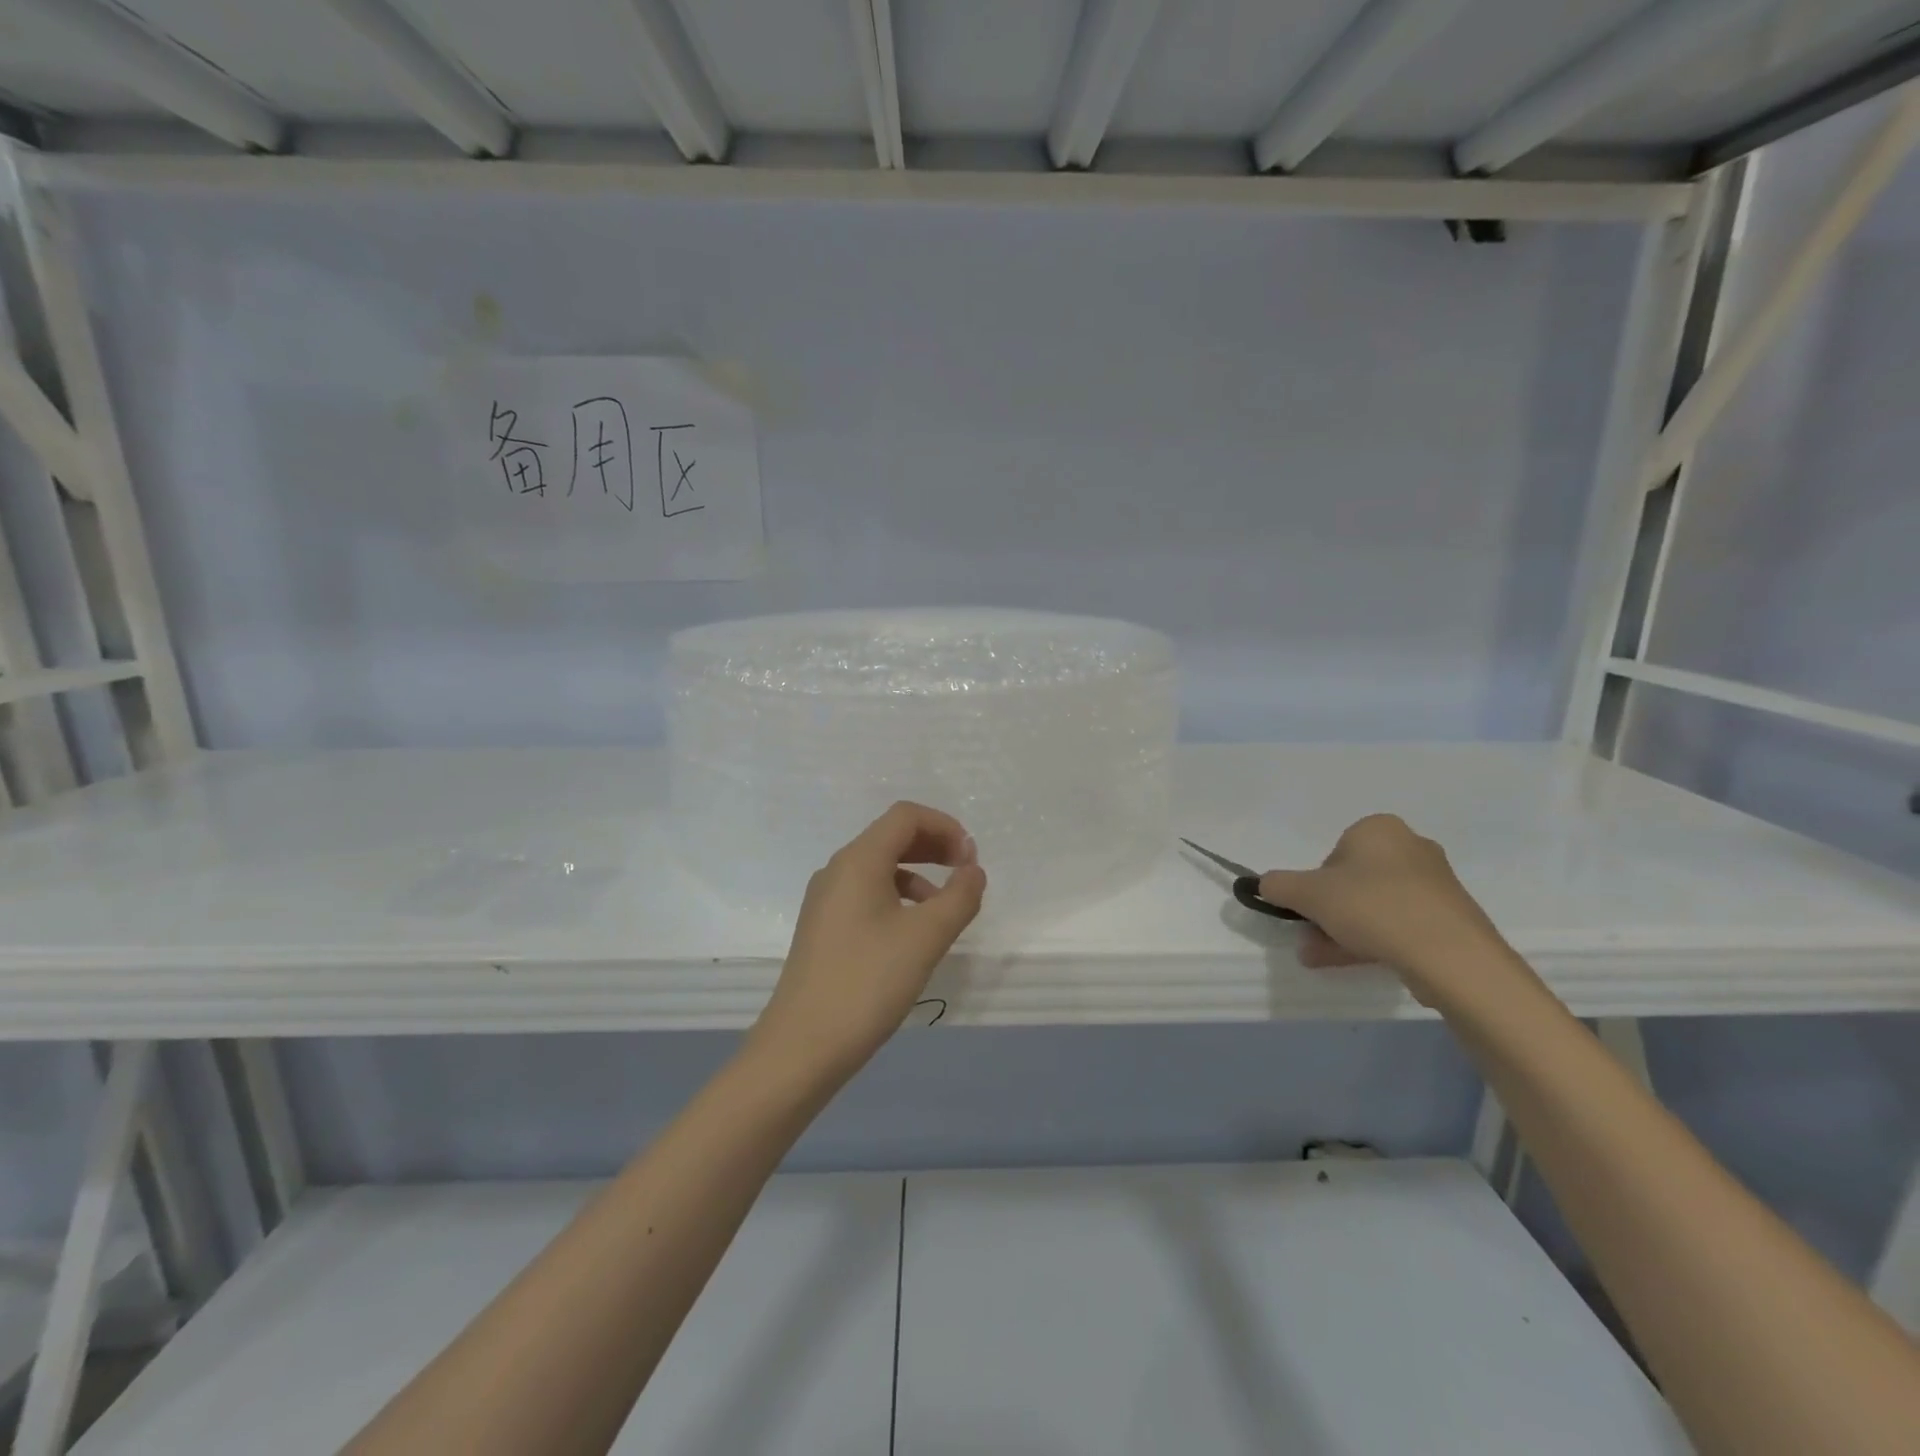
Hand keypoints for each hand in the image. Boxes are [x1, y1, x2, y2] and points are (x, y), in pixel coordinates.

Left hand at [750, 802, 986, 1083]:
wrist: (802, 1047)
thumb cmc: (868, 982)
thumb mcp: (926, 937)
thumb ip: (960, 896)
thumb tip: (973, 870)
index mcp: (858, 860)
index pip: (906, 816)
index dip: (945, 827)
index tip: (971, 860)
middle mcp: (837, 870)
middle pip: (891, 837)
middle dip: (934, 847)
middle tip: (966, 874)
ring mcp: (825, 900)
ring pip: (879, 867)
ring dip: (918, 874)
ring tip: (945, 909)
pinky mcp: (823, 928)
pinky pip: (867, 894)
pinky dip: (898, 898)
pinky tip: (913, 934)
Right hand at [1256, 814, 1513, 1003]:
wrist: (1451, 956)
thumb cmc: (1373, 908)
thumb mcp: (1308, 894)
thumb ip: (1278, 886)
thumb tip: (1265, 884)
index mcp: (1378, 828)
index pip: (1332, 854)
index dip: (1314, 885)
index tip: (1309, 910)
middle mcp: (1410, 847)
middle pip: (1352, 882)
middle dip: (1327, 912)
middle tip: (1311, 939)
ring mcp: (1435, 884)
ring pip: (1374, 906)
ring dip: (1344, 930)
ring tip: (1323, 958)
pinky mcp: (1451, 917)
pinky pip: (1400, 924)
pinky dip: (1376, 940)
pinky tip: (1360, 963)